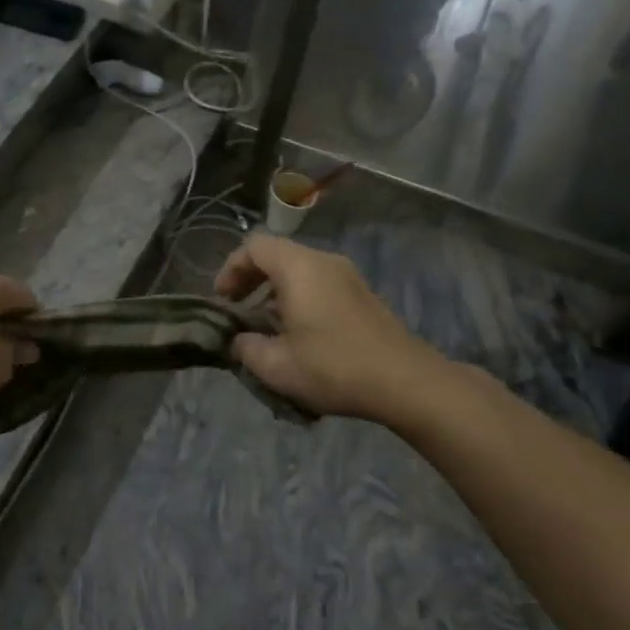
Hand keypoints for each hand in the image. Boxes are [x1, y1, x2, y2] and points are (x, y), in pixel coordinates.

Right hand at [215, 233, 456, 425]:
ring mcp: (348, 277)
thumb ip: (246, 347)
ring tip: (265, 328)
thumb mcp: (276, 365)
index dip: (231, 269)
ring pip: (299, 271)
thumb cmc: (334, 367)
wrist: (407, 382)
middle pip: (277, 255)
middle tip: (238, 311)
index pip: (254, 246)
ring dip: (275, 293)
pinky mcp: (363, 296)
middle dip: (251, 281)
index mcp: (299, 267)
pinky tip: (298, 336)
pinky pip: (319, 284)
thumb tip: (238, 340)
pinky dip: (299, 299)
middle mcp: (324, 261)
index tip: (222, 300)